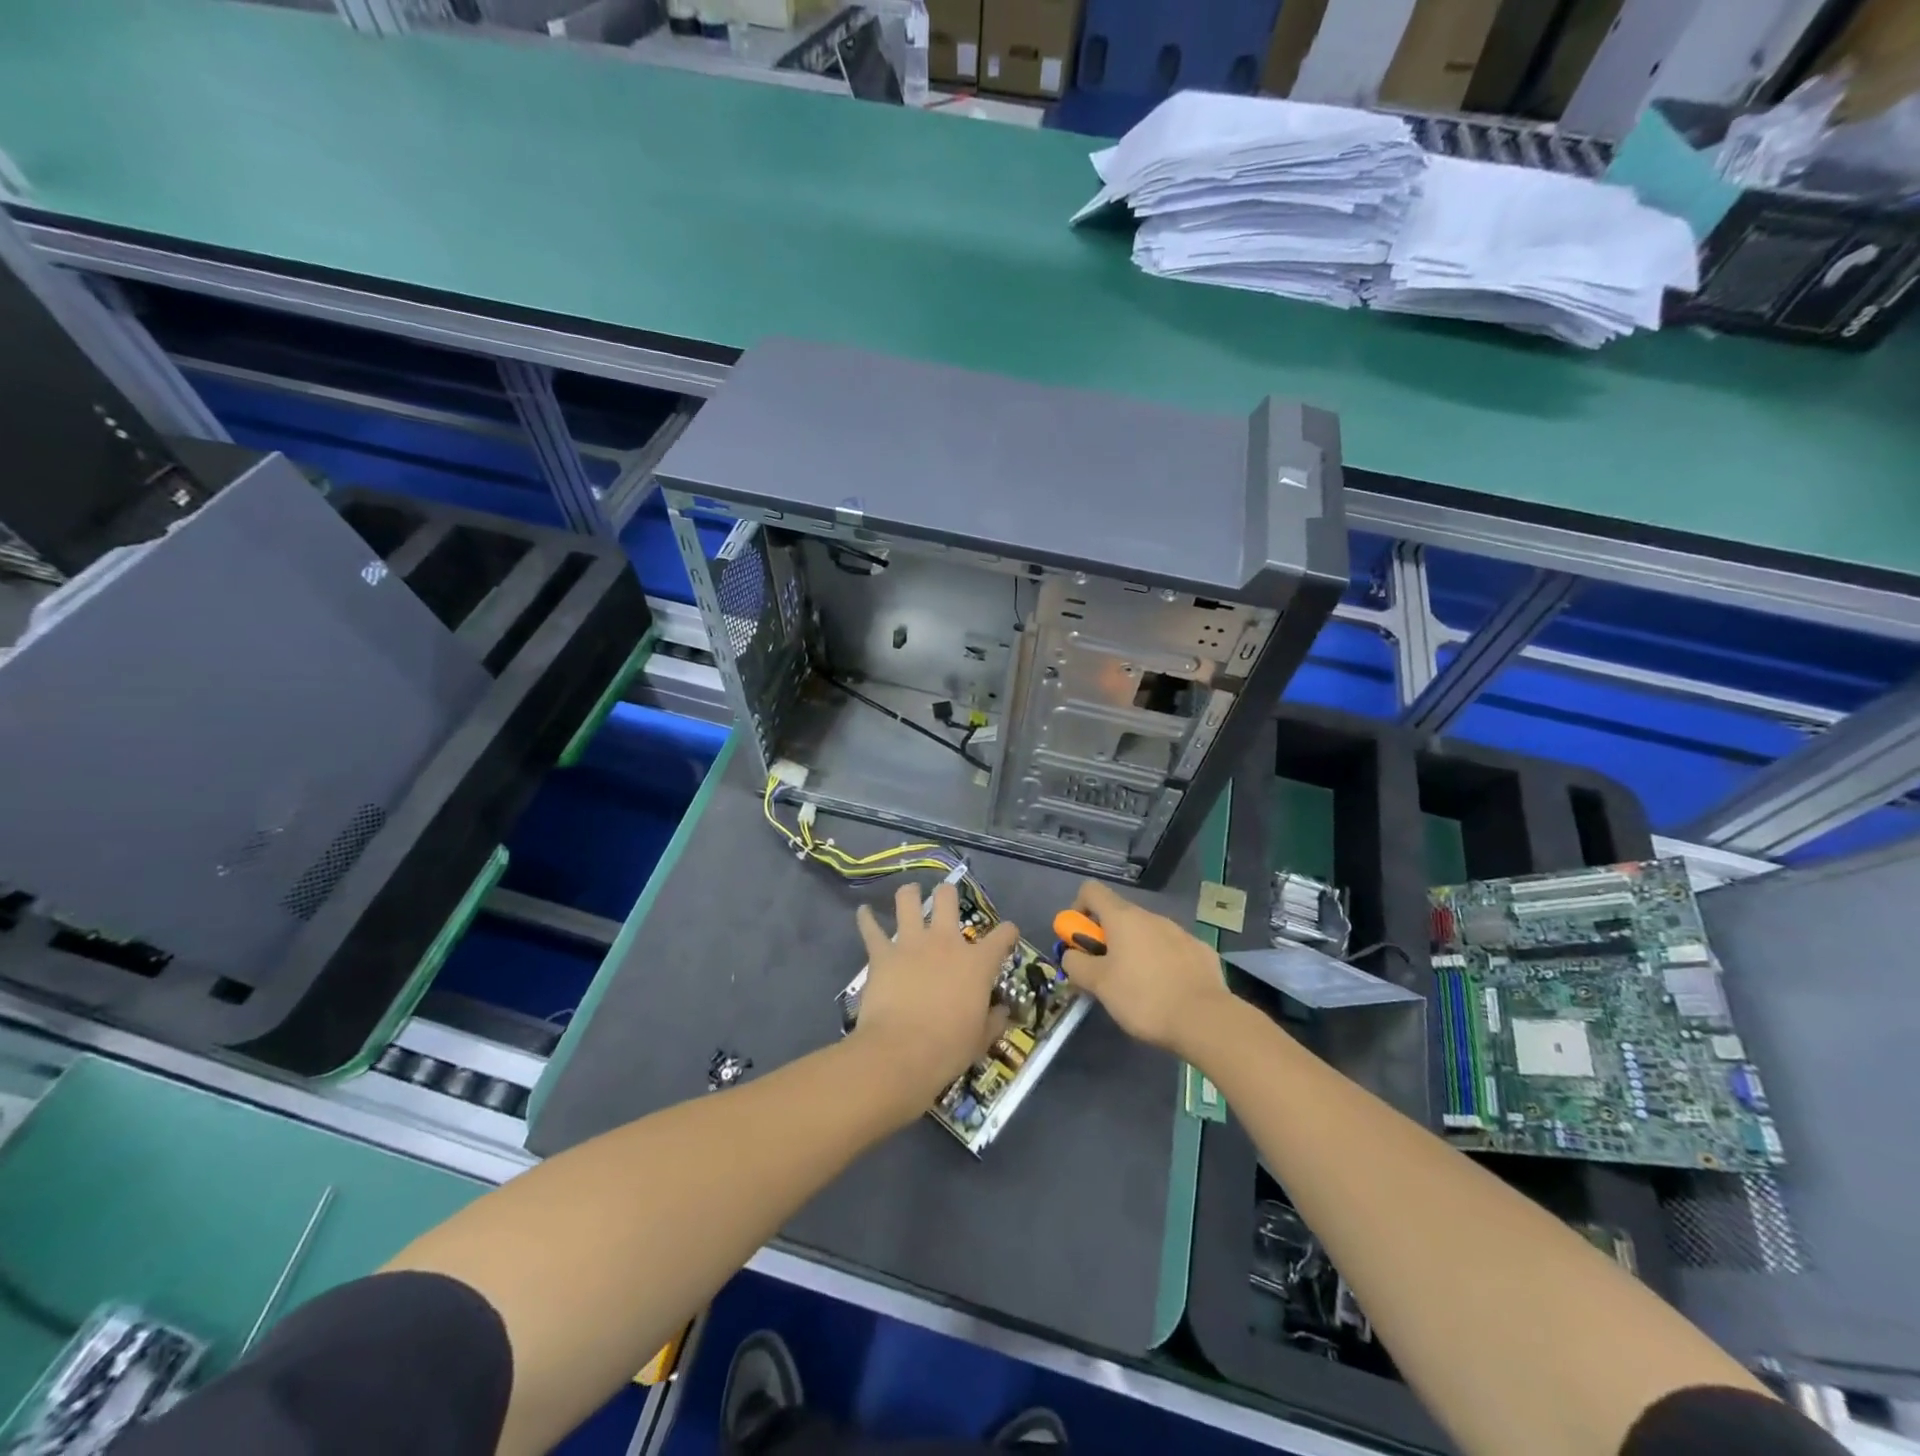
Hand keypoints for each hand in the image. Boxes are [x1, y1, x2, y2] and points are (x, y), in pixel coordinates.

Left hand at [850, 881, 1016, 1115]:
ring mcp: (911, 943)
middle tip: (946, 898)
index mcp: (977, 963)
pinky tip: (864, 912)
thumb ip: (993, 1020)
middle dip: (947, 894)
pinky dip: (866, 919)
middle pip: (948, 899)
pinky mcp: (882, 954)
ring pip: (908, 901)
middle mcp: (945, 942)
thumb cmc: (948, 1048)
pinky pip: (871, 929)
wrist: (901, 1052)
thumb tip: (1002, 1012)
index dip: (1008, 932)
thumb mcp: (981, 1039)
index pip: (1003, 935)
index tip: (1008, 934)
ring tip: (909, 893)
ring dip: (909, 894)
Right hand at [1060, 880, 1231, 1057]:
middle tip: (1105, 973)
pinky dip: (1162, 963)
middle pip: (1119, 915)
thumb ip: (1076, 965)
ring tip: (1138, 988)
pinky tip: (1168, 992)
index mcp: (1123, 918)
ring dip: (1134, 951)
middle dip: (1106, 939)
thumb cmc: (1143, 998)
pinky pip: (1172, 950)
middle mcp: (1152, 916)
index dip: (1078, 909)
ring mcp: (1180, 932)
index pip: (1091, 890)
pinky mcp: (1201, 951)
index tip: (1080, 940)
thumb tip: (1071, 955)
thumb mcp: (1098, 985)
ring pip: (1147, 933)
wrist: (1206, 1020)